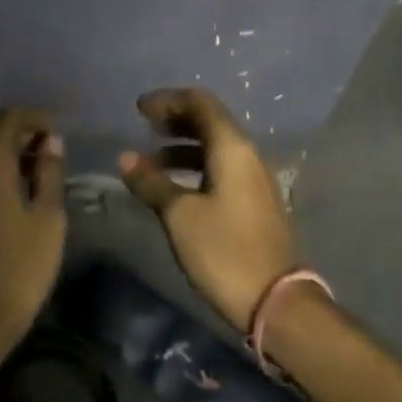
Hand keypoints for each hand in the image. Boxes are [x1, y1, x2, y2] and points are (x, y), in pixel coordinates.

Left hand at [0, 108, 67, 336]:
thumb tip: (50, 142)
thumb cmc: (22, 264)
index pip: (10, 118)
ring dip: (10, 157)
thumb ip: (49, 172)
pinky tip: (16, 196)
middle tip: (54, 154)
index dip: (37, 119)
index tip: (60, 134)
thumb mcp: (48, 216)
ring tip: (41, 175)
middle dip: (24, 136)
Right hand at [120, 88, 295, 332]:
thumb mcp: (179, 215)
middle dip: (176, 119)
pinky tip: (175, 185)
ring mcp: (254, 180)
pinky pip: (221, 168)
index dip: (168, 100)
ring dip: (184, 145)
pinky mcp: (254, 202)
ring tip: (152, 159)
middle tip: (143, 126)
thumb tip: (126, 157)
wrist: (275, 300)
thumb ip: (152, 182)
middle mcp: (248, 156)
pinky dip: (195, 166)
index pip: (201, 104)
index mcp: (233, 149)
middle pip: (211, 122)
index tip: (139, 109)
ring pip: (216, 147)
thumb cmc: (224, 251)